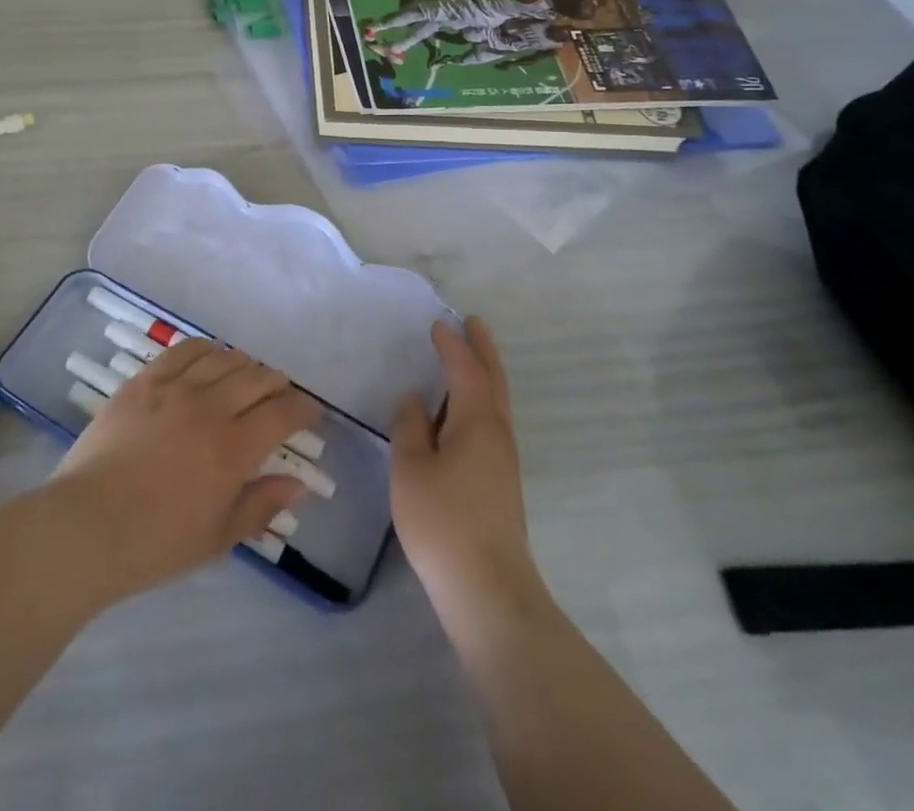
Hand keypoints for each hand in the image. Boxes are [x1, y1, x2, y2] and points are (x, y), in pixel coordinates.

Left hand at [52, 338, 321, 601]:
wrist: (87, 525)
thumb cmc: (156, 543)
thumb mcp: (218, 537)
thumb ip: (260, 506)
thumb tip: (298, 484)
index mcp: (233, 449)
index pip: (282, 414)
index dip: (303, 408)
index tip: (310, 411)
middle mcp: (209, 408)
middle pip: (256, 378)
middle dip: (277, 382)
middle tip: (282, 392)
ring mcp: (174, 389)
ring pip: (223, 359)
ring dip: (244, 363)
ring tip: (249, 373)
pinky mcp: (144, 381)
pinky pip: (183, 351)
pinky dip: (205, 348)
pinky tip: (212, 354)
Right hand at [392, 318, 539, 632]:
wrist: (488, 590)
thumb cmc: (442, 522)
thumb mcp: (410, 468)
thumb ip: (410, 426)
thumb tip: (415, 398)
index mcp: (476, 421)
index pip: (464, 370)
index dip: (452, 345)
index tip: (439, 323)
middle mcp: (497, 433)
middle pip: (493, 380)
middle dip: (483, 350)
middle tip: (474, 323)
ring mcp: (503, 460)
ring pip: (497, 402)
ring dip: (485, 374)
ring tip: (470, 358)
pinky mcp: (501, 482)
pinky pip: (492, 422)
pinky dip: (481, 399)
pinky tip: (463, 412)